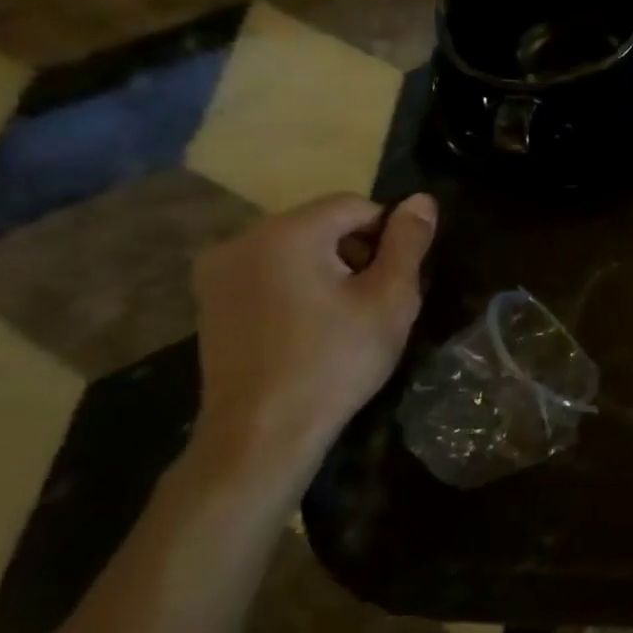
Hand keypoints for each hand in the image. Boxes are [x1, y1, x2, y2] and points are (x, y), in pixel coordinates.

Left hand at [190, 192, 437, 486]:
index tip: (396, 280)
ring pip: (297, 248)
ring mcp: (217, 272)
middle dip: (357, 252)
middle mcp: (242, 240)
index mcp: (286, 233)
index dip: (388, 236)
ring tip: (345, 318)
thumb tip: (421, 199)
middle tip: (374, 302)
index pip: (355, 205)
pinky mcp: (210, 301)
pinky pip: (270, 272)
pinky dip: (299, 286)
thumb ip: (409, 242)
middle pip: (323, 224)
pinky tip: (311, 327)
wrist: (262, 433)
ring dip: (330, 270)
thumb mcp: (390, 298)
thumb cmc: (336, 360)